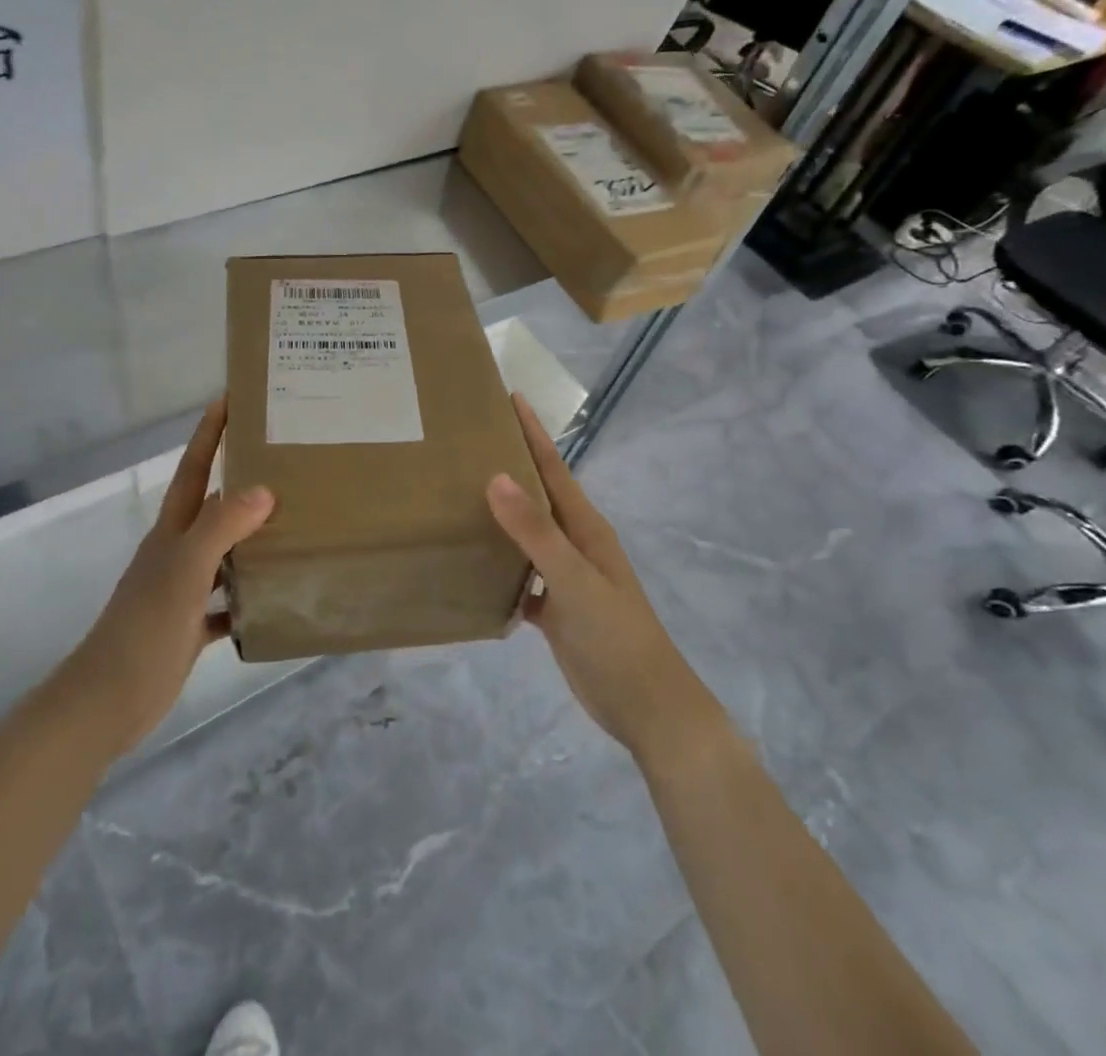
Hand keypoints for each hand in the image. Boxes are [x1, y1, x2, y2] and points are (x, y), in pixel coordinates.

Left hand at [59, 399, 273, 757]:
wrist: (107, 702)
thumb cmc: (144, 629)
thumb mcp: (184, 571)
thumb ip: (221, 528)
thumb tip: (264, 488)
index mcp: (172, 531)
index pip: (194, 469)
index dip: (209, 433)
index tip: (231, 398)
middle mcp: (178, 552)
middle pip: (213, 505)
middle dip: (242, 479)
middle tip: (286, 460)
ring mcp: (183, 589)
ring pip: (225, 552)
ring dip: (253, 537)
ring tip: (296, 521)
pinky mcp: (190, 625)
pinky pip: (228, 601)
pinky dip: (250, 595)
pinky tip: (279, 594)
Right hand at [486, 394, 718, 763]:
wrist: (646, 707)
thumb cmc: (615, 636)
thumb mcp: (574, 579)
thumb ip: (536, 531)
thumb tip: (496, 476)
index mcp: (585, 528)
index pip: (554, 468)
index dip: (533, 433)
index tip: (508, 398)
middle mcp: (575, 545)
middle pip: (538, 496)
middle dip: (511, 465)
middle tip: (468, 441)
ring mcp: (564, 578)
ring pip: (527, 535)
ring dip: (501, 515)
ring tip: (458, 494)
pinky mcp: (554, 609)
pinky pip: (519, 576)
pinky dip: (497, 568)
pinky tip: (469, 567)